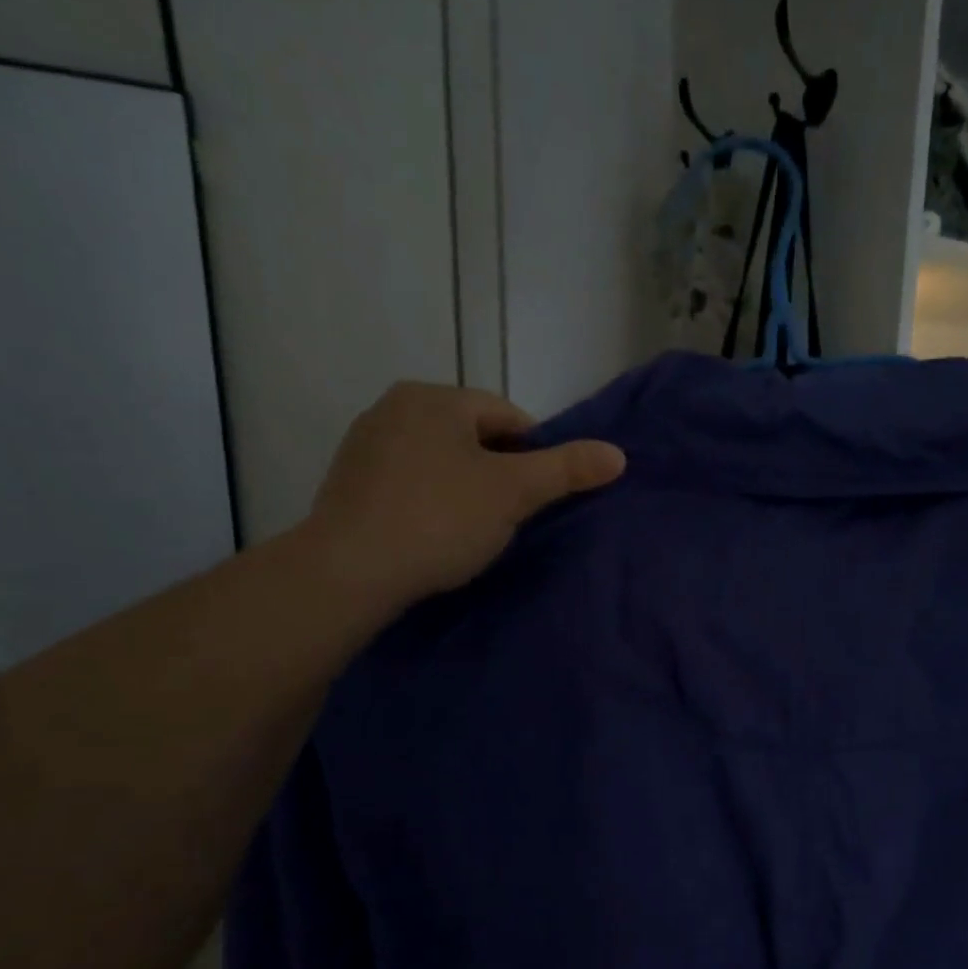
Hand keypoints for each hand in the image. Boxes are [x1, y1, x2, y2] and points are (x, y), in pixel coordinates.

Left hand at [304, 382, 624, 610]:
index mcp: (435, 398)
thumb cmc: (440, 519)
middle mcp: (394, 407)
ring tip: (475, 530)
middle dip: (499, 472)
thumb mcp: (514, 493)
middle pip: (473, 436)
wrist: (349, 570)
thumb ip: (567, 470)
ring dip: (465, 487)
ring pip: (440, 460)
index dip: (536, 455)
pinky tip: (435, 535)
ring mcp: (365, 444)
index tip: (540, 496)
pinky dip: (431, 501)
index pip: (508, 416)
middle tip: (511, 517)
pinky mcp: (348, 482)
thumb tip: (619, 454)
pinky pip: (409, 482)